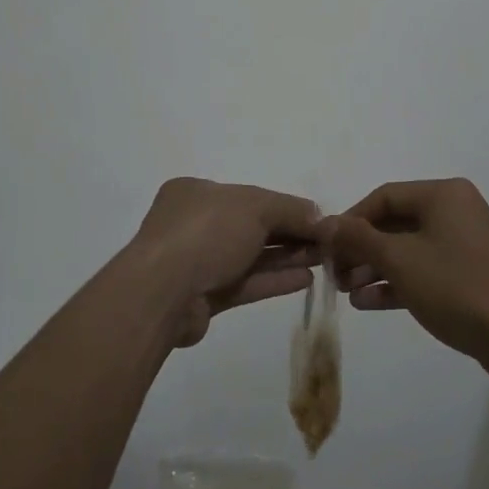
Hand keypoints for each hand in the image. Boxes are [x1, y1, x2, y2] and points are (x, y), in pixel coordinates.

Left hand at [129, 178, 322, 346]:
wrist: (163, 293)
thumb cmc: (206, 233)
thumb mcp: (255, 206)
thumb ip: (289, 209)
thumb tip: (320, 217)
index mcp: (196, 192)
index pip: (248, 196)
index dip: (284, 206)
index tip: (316, 218)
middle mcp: (193, 223)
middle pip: (250, 226)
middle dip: (289, 233)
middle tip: (325, 242)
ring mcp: (196, 261)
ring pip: (249, 256)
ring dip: (285, 257)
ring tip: (321, 260)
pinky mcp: (202, 296)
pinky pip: (244, 283)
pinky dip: (273, 280)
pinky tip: (304, 280)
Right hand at [319, 179, 488, 364]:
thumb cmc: (455, 286)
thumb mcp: (399, 259)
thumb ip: (359, 238)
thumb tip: (325, 223)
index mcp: (443, 195)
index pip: (384, 196)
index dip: (351, 220)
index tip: (327, 246)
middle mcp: (456, 212)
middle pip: (395, 223)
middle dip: (361, 249)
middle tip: (334, 273)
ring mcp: (464, 244)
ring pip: (408, 249)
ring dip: (375, 269)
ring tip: (346, 292)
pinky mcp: (468, 275)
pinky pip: (424, 270)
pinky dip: (397, 282)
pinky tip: (368, 302)